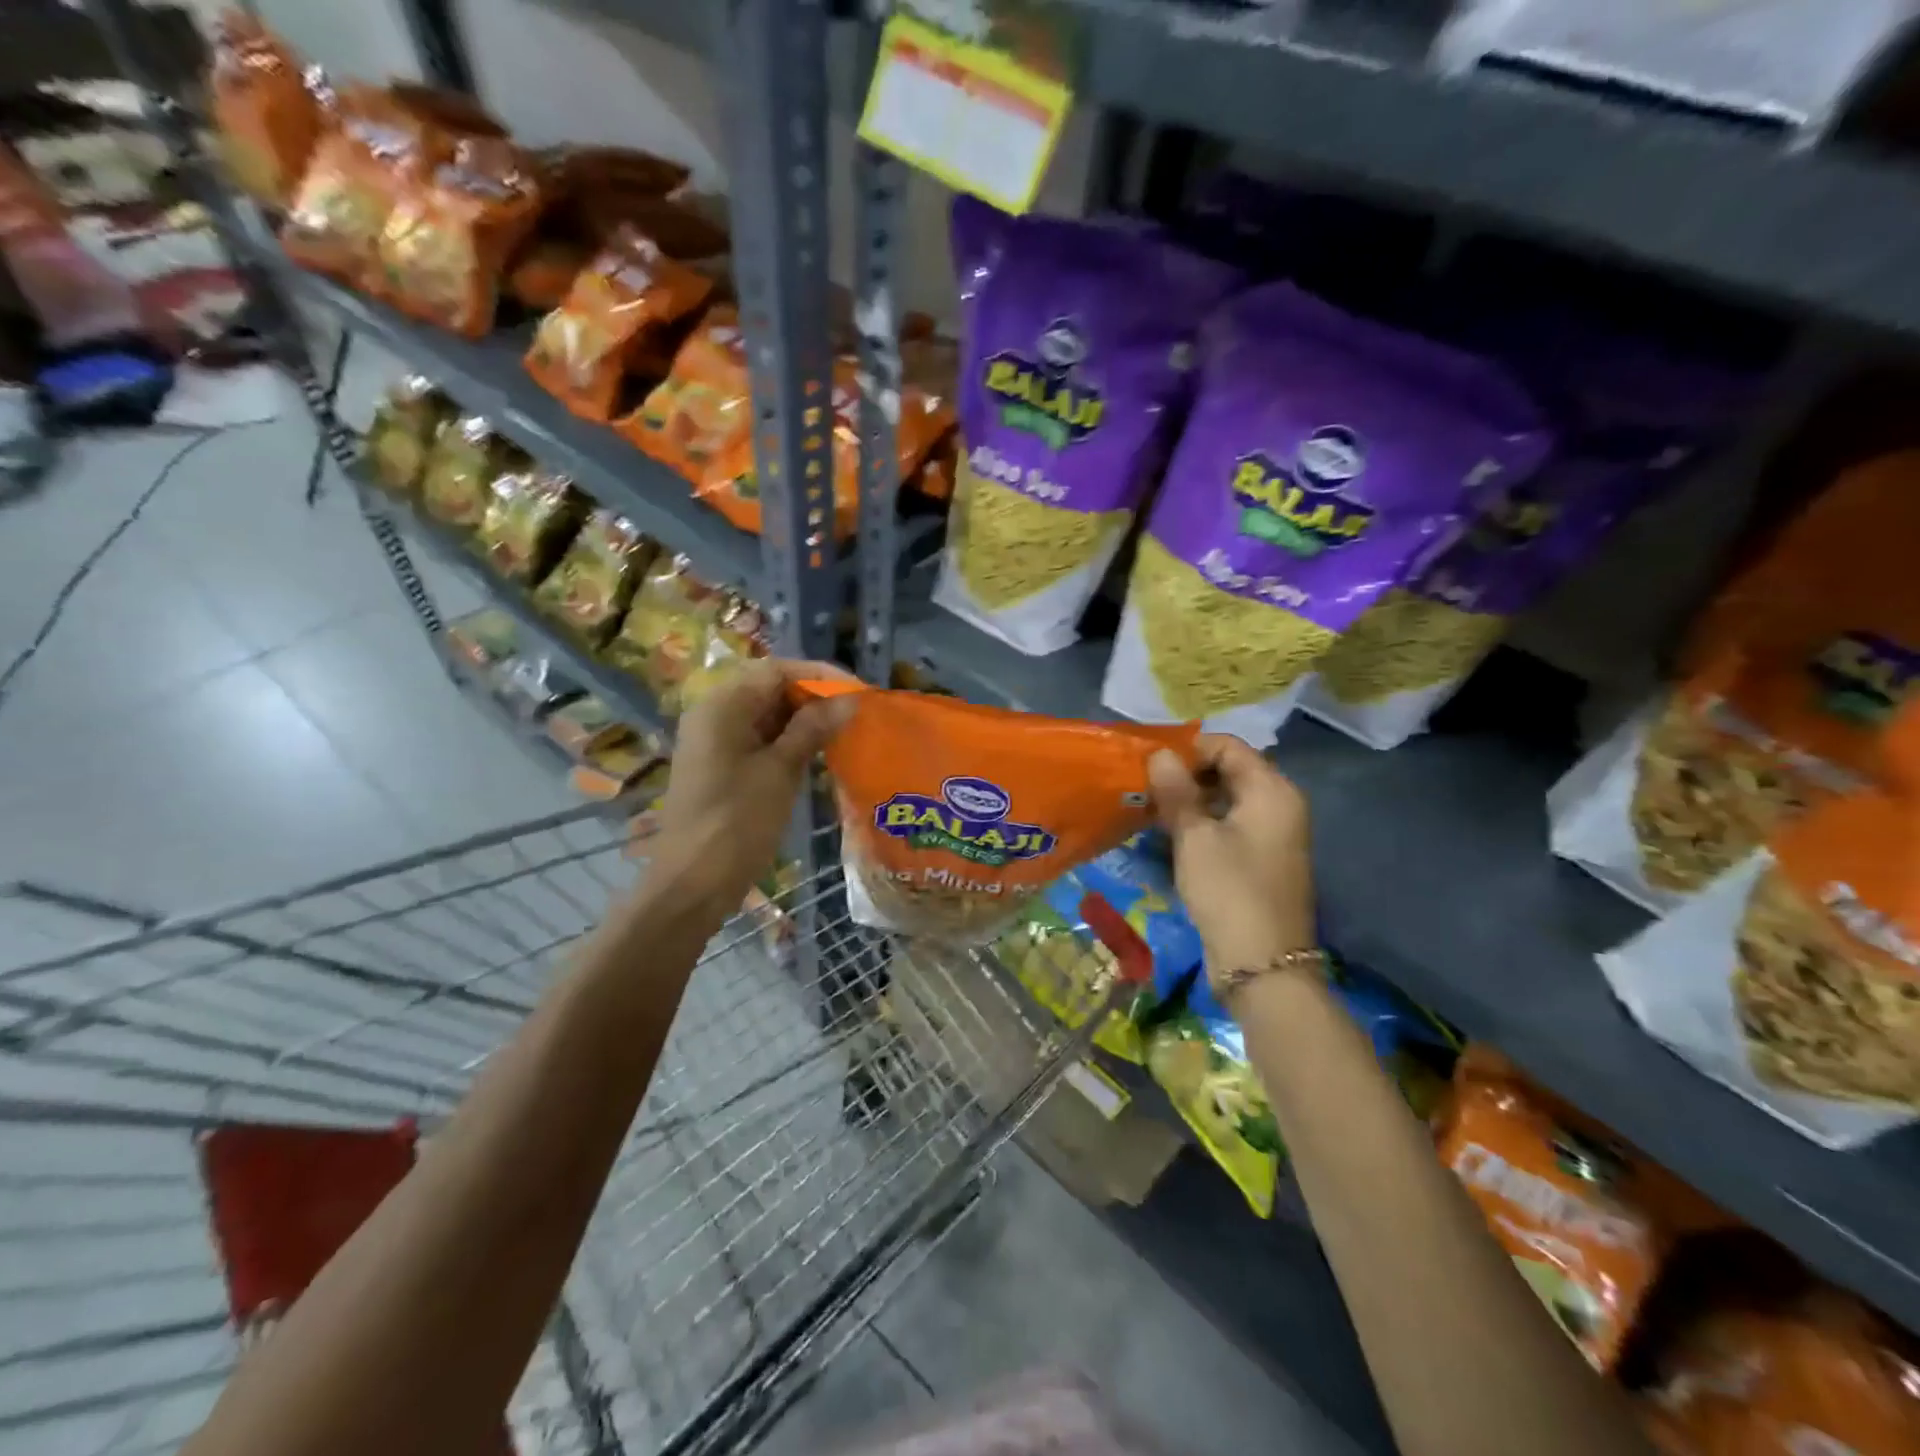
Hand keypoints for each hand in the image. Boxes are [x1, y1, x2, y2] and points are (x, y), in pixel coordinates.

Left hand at [649, 658, 855, 918]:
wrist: (692, 884)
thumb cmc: (737, 823)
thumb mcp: (780, 771)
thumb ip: (813, 729)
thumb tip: (849, 699)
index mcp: (722, 706)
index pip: (776, 670)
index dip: (819, 675)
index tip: (857, 690)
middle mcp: (714, 714)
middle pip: (769, 688)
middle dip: (813, 696)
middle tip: (855, 713)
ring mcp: (715, 741)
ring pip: (766, 714)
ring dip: (804, 719)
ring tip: (844, 731)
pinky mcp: (721, 765)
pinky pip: (759, 739)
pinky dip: (788, 740)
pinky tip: (818, 753)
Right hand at [1149, 735, 1314, 989]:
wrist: (1261, 965)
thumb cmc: (1228, 890)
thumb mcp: (1195, 837)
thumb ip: (1176, 791)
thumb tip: (1159, 754)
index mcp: (1272, 790)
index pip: (1228, 746)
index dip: (1188, 749)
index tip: (1149, 764)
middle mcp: (1279, 805)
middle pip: (1229, 771)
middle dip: (1185, 775)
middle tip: (1145, 787)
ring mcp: (1272, 835)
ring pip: (1226, 801)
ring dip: (1189, 801)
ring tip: (1150, 810)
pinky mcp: (1260, 861)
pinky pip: (1228, 826)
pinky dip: (1201, 824)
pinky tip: (1169, 835)